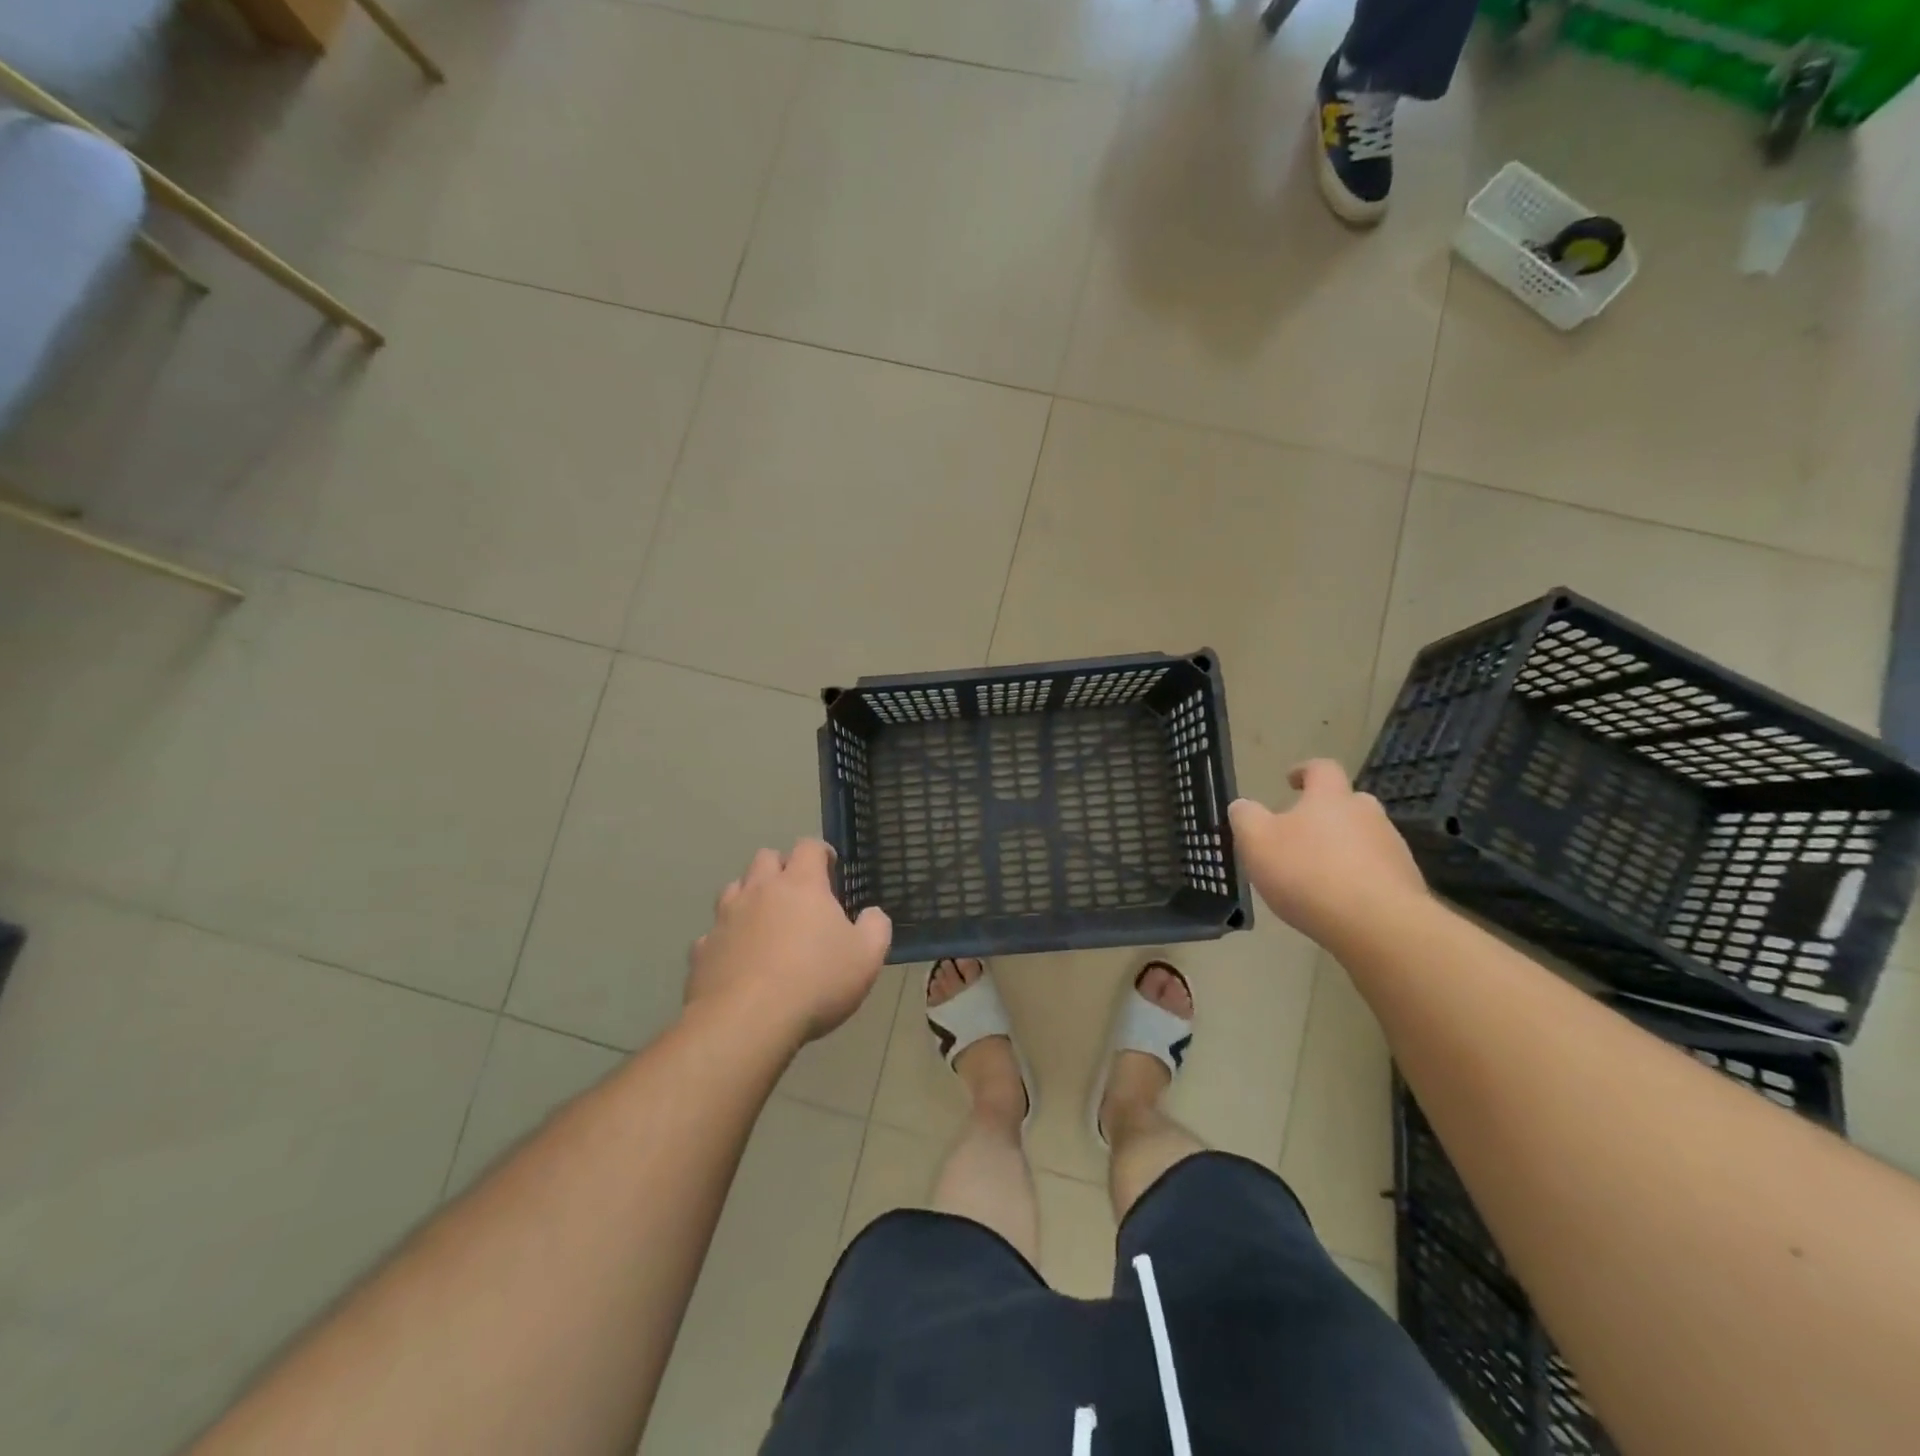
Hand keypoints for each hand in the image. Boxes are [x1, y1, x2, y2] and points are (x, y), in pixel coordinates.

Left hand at [687, 840, 891, 1044]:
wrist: (747, 1023)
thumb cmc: (816, 982)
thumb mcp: (867, 957)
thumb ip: (876, 927)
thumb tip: (872, 914)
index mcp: (801, 884)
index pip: (808, 846)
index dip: (821, 852)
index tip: (831, 869)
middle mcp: (759, 890)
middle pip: (765, 858)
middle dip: (781, 867)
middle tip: (797, 893)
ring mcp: (726, 918)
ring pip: (734, 889)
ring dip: (750, 897)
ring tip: (765, 922)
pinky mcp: (702, 950)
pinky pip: (714, 933)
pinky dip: (727, 939)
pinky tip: (738, 960)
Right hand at [1228, 760, 1426, 948]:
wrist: (1378, 924)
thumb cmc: (1308, 873)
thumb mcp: (1257, 842)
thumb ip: (1246, 818)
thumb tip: (1242, 806)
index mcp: (1330, 797)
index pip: (1321, 768)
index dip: (1304, 771)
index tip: (1290, 781)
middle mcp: (1367, 814)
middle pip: (1347, 803)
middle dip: (1326, 813)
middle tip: (1302, 833)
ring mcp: (1392, 848)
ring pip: (1364, 838)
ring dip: (1343, 848)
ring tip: (1318, 874)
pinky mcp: (1406, 882)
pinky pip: (1377, 871)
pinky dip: (1358, 878)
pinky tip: (1340, 901)